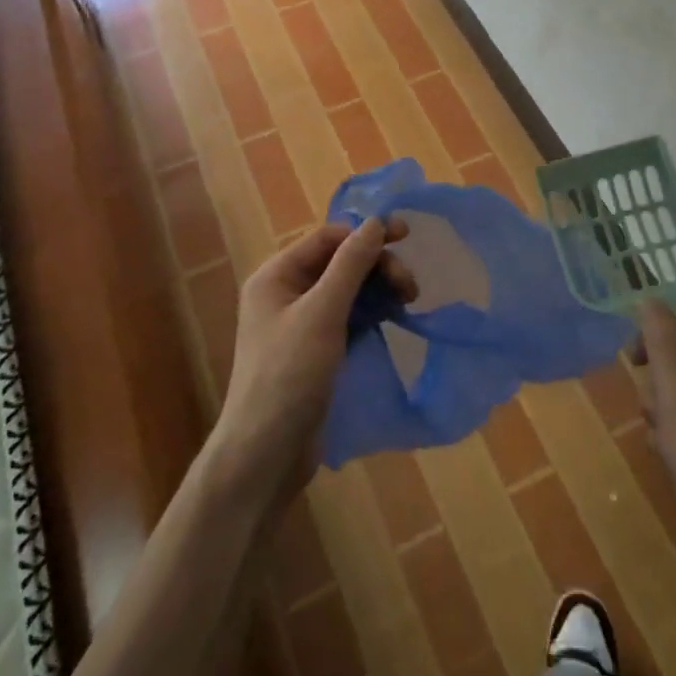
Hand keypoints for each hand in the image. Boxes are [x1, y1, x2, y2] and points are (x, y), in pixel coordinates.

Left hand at [210, 219, 415, 506]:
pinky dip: (371, 313)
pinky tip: (393, 318)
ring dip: (378, 288)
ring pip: (347, 290)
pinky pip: (348, 317)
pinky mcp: (315, 351)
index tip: (406, 236)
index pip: (327, 237)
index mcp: (276, 276)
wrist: (265, 454)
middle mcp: (286, 293)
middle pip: (339, 262)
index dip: (365, 233)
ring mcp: (300, 324)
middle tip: (410, 286)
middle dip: (376, 265)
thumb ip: (350, 264)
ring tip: (408, 301)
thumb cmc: (289, 375)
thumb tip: (376, 221)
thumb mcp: (322, 314)